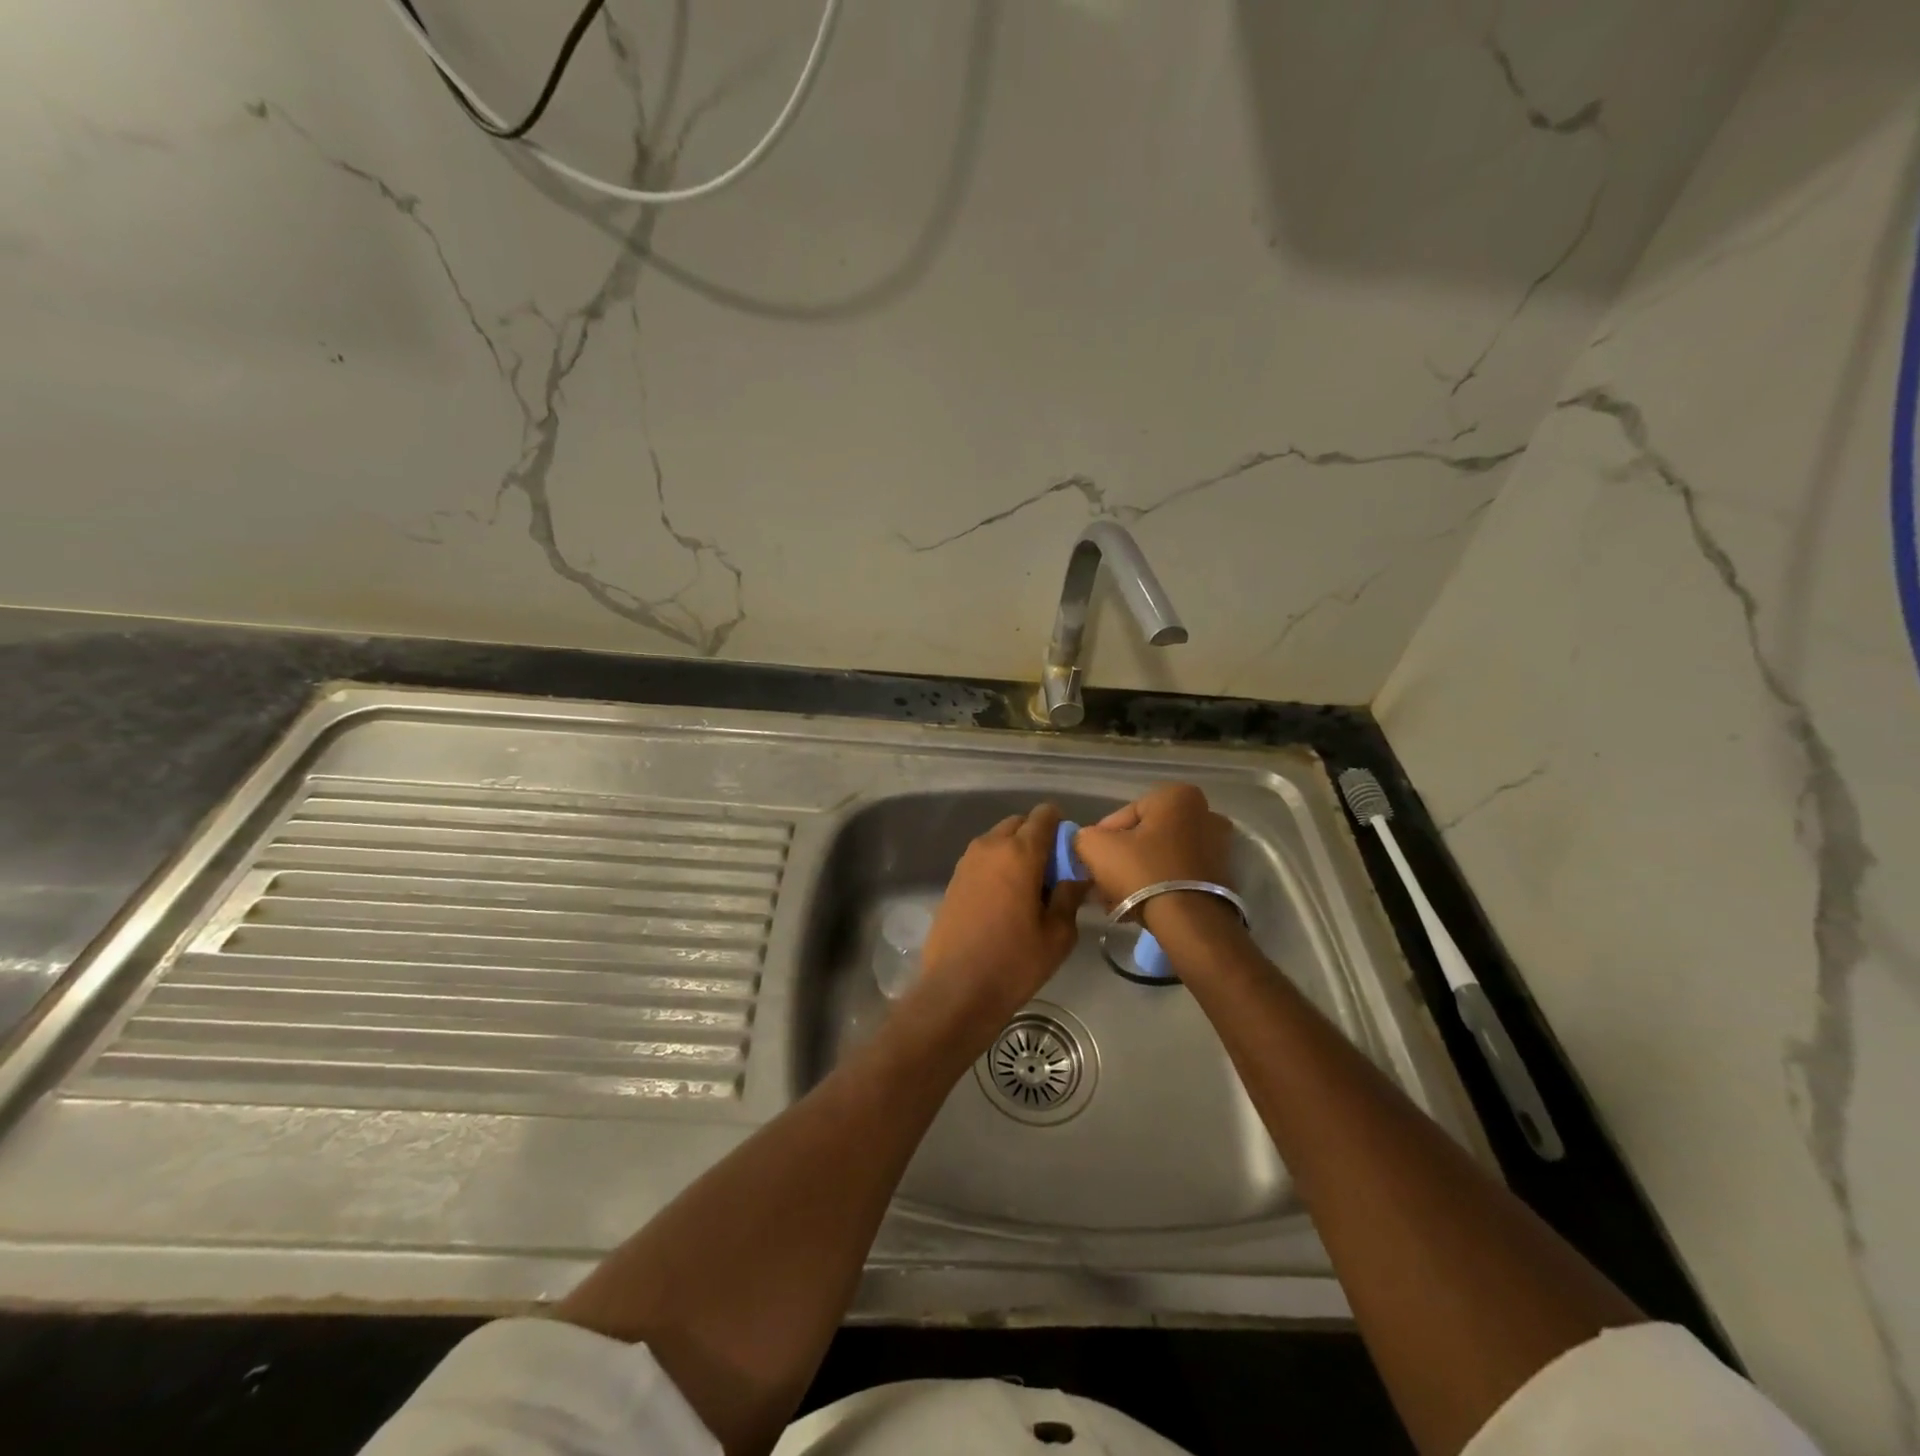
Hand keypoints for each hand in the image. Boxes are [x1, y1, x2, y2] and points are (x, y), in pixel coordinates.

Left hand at [909, 803, 1087, 1043]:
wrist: (956, 990)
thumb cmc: (1015, 962)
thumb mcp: (1057, 934)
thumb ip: (1069, 896)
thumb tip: (1076, 877)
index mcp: (1019, 852)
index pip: (1043, 816)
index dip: (1060, 826)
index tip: (1069, 851)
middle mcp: (990, 847)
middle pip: (1018, 824)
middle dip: (1036, 838)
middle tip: (1051, 872)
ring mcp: (967, 862)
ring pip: (997, 841)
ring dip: (1015, 852)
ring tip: (1028, 888)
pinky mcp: (953, 880)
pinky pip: (982, 860)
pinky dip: (997, 867)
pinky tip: (1005, 899)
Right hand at [1073, 783, 1239, 943]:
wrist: (1189, 922)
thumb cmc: (1142, 872)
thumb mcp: (1094, 847)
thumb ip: (1084, 836)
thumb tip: (1088, 842)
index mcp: (1176, 797)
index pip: (1124, 815)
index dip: (1102, 839)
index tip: (1092, 862)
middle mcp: (1205, 814)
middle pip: (1145, 837)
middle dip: (1122, 859)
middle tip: (1103, 882)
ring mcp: (1218, 847)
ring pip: (1160, 858)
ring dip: (1137, 876)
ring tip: (1117, 900)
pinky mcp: (1223, 878)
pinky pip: (1179, 876)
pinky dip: (1159, 887)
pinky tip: (1138, 908)